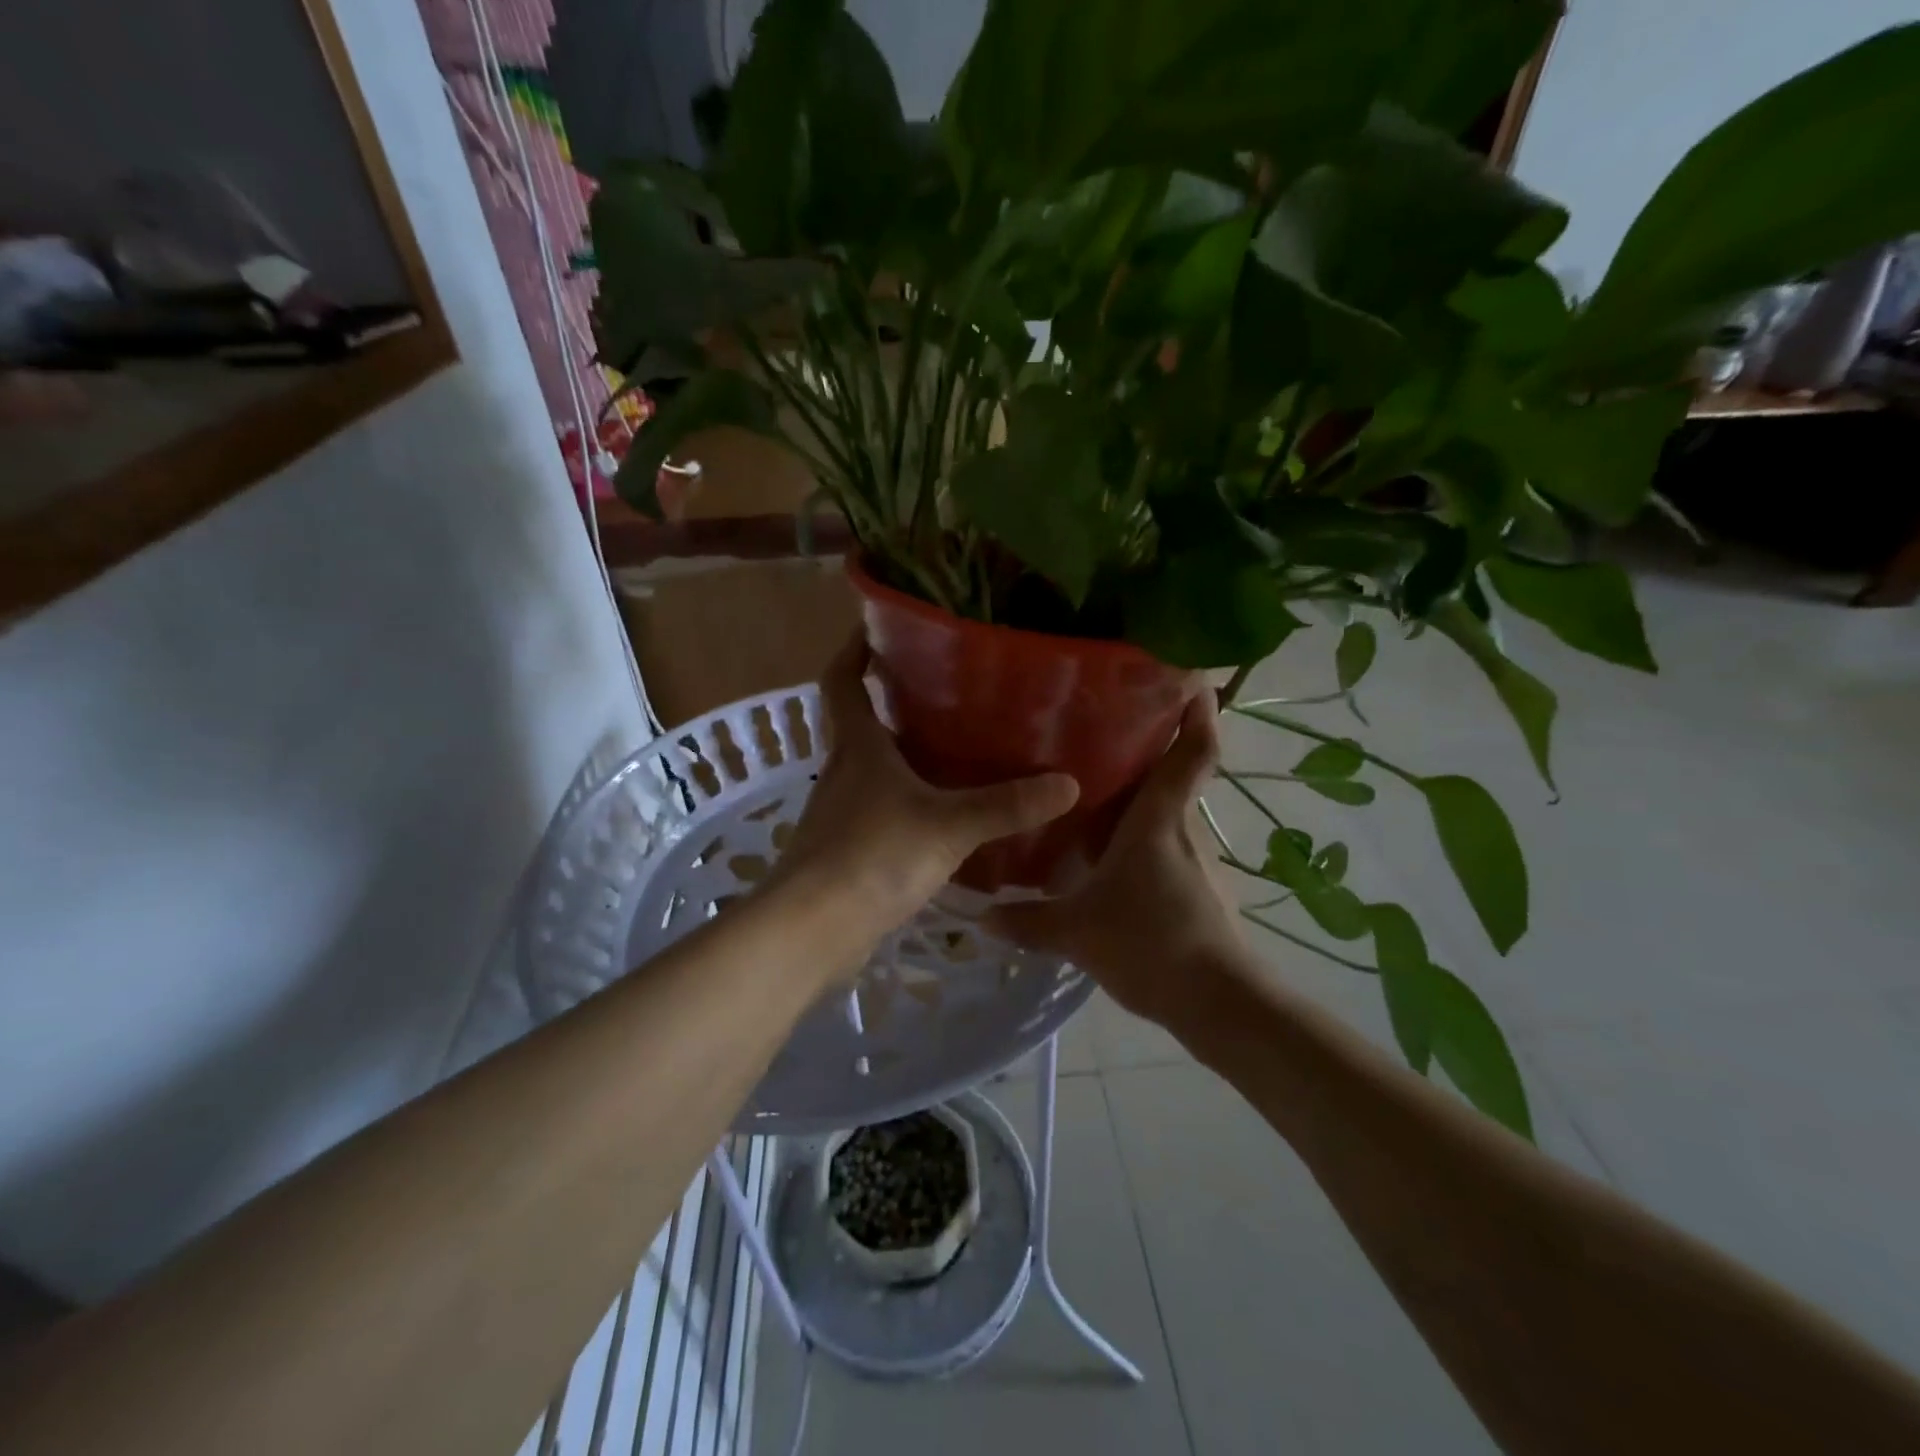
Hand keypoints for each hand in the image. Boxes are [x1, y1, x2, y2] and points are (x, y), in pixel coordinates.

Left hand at [766, 636, 1080, 970]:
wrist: (811, 931)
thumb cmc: (872, 857)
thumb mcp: (948, 826)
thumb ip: (1006, 805)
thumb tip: (1068, 783)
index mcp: (857, 746)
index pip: (842, 679)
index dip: (854, 648)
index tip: (879, 626)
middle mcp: (841, 770)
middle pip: (858, 721)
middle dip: (889, 699)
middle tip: (942, 688)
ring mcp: (838, 811)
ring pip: (869, 767)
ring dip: (899, 753)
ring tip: (951, 747)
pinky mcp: (843, 849)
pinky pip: (875, 808)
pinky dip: (902, 799)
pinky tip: (938, 814)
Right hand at [988, 694, 1243, 1028]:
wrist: (1216, 1003)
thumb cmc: (1149, 943)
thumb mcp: (1076, 932)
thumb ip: (1027, 920)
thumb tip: (981, 916)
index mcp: (1159, 819)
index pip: (1192, 752)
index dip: (1198, 712)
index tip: (1193, 680)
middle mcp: (1182, 829)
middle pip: (1172, 777)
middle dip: (1146, 752)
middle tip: (1099, 733)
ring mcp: (1195, 861)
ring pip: (1165, 815)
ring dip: (1137, 803)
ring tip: (1091, 796)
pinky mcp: (1198, 890)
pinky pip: (1165, 848)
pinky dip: (1140, 841)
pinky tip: (1108, 859)